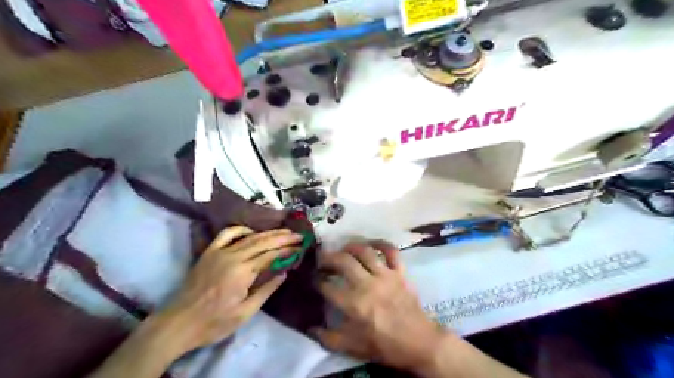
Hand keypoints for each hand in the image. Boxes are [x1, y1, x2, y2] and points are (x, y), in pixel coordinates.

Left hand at [156, 227, 302, 353]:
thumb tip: (284, 272)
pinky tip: (252, 232)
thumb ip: (266, 290)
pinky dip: (241, 230)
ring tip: (284, 232)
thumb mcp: (245, 312)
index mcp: (243, 272)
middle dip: (283, 238)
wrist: (179, 323)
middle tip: (299, 235)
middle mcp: (233, 256)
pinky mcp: (209, 252)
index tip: (301, 247)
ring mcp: (220, 251)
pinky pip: (227, 234)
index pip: (271, 255)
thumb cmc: (214, 322)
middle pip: (263, 241)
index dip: (288, 250)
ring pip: (249, 237)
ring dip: (268, 233)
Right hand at [315, 242, 445, 372]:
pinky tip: (372, 244)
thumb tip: (310, 329)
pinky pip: (391, 251)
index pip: (327, 286)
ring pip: (365, 251)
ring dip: (351, 246)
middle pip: (343, 262)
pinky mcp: (400, 272)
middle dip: (328, 258)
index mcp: (354, 304)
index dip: (317, 280)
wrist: (419, 342)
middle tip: (322, 259)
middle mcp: (367, 284)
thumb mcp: (354, 347)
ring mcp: (385, 275)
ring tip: (343, 249)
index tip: (313, 278)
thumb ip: (329, 338)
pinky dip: (382, 244)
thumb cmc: (385, 345)